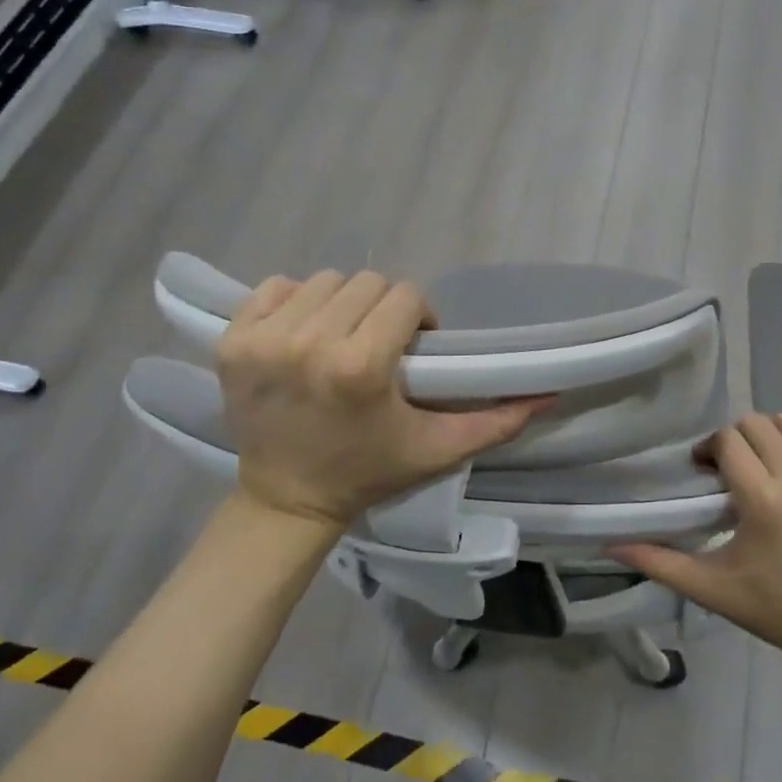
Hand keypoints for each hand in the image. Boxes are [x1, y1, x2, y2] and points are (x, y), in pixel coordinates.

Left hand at [217, 271, 552, 537]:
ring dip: (341, 305)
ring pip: (323, 281)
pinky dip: (294, 303)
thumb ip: (496, 421)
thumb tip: (550, 393)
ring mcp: (263, 339)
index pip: (405, 296)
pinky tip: (303, 335)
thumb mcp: (437, 449)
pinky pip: (275, 288)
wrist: (288, 500)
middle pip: (366, 283)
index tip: (414, 348)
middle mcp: (309, 342)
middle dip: (382, 310)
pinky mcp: (231, 340)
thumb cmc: (368, 472)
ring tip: (341, 340)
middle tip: (379, 346)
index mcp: (360, 366)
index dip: (418, 318)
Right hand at [610, 414, 781, 664]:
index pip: (728, 440)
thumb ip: (659, 562)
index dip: (709, 449)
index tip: (704, 471)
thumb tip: (611, 546)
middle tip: (728, 468)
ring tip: (760, 461)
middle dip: (735, 438)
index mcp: (763, 500)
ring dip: (768, 433)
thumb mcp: (710, 588)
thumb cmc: (773, 608)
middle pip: (756, 424)